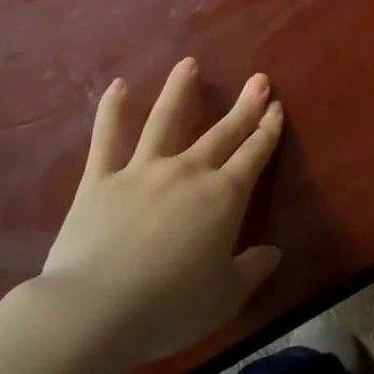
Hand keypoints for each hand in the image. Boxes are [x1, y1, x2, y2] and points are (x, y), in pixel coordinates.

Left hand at [33, 58, 284, 364]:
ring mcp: (142, 170)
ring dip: (180, 90)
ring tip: (189, 63)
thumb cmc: (169, 308)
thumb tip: (273, 253)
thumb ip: (251, 271)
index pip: (254, 155)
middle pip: (221, 132)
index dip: (268, 131)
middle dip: (244, 106)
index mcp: (223, 198)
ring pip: (165, 120)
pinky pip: (107, 138)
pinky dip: (112, 111)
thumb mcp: (224, 297)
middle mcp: (187, 172)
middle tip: (258, 80)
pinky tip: (118, 86)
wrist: (95, 309)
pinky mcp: (100, 179)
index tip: (277, 108)